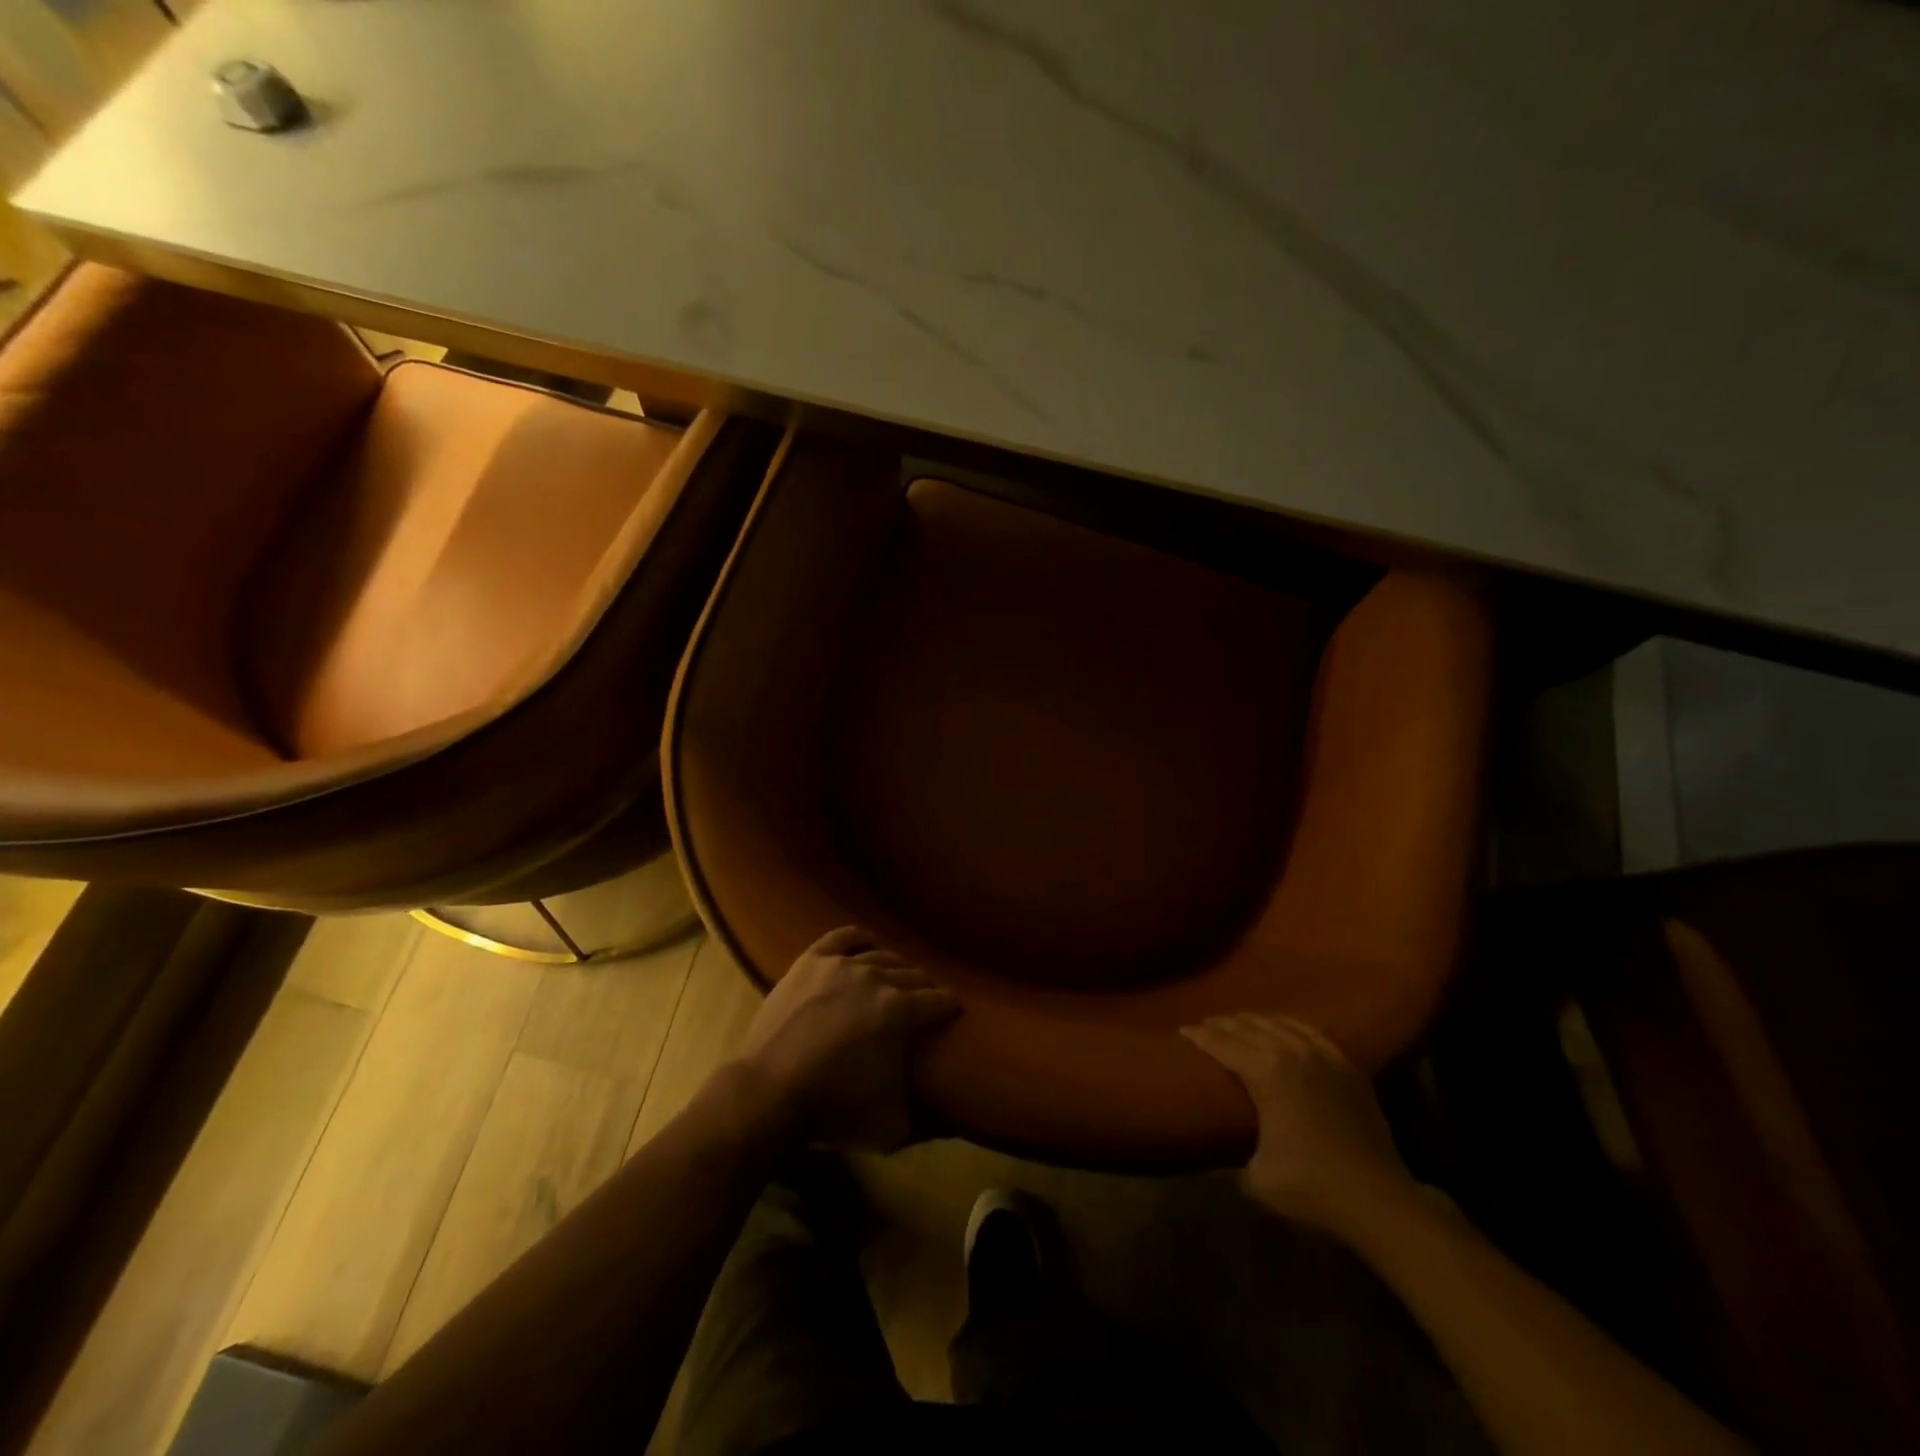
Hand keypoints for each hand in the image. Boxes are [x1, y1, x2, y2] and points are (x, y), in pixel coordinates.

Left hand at [740, 927, 960, 1149]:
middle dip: (925, 988)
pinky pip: (843, 937)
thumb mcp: (890, 1124)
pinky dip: (859, 939)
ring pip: (881, 956)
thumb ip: (922, 1113)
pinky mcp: (811, 961)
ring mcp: (841, 965)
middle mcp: (875, 978)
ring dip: (896, 967)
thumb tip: (945, 1116)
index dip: (950, 1008)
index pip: (938, 1001)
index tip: (954, 1013)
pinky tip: (866, 944)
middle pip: (913, 975)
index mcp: (899, 1011)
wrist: (769, 1092)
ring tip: (898, 979)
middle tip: (926, 1001)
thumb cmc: (833, 1108)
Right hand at [1182, 1013, 1417, 1239]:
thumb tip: (1216, 1149)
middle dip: (1223, 1024)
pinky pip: (1310, 1031)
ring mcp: (1323, 1055)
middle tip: (1205, 1026)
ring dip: (1253, 1021)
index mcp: (1265, 1071)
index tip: (1183, 1030)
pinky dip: (1289, 1024)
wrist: (1379, 1200)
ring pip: (1278, 1023)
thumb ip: (1231, 1156)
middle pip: (1248, 1027)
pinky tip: (1282, 1027)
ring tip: (1238, 1023)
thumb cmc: (1312, 1188)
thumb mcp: (1256, 1178)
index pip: (1222, 1043)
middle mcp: (1291, 1052)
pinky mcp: (1347, 1065)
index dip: (1199, 1036)